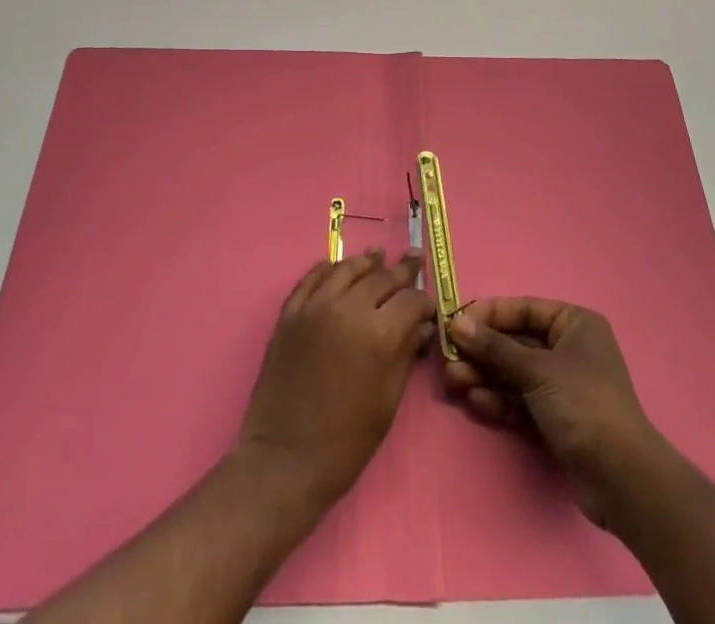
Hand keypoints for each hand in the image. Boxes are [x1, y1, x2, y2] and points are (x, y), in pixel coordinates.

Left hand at [237, 249, 435, 506]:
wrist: (285, 460)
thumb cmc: (346, 441)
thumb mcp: (388, 400)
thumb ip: (405, 354)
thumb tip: (421, 326)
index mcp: (379, 334)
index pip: (410, 300)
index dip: (424, 301)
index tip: (429, 306)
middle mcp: (348, 309)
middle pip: (381, 278)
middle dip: (402, 271)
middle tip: (414, 259)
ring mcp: (315, 307)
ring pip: (346, 269)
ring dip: (366, 262)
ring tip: (378, 255)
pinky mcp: (290, 313)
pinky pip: (311, 279)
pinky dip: (327, 269)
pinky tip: (335, 266)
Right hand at [445, 297, 665, 526]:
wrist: (622, 479)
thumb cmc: (583, 404)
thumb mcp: (537, 370)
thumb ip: (495, 348)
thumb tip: (458, 324)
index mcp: (574, 324)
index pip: (524, 310)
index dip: (489, 314)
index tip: (455, 322)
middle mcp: (569, 349)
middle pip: (516, 343)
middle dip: (482, 351)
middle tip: (448, 358)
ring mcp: (563, 386)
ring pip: (515, 373)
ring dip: (485, 376)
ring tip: (454, 380)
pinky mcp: (556, 419)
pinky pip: (521, 400)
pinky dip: (500, 399)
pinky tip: (476, 400)